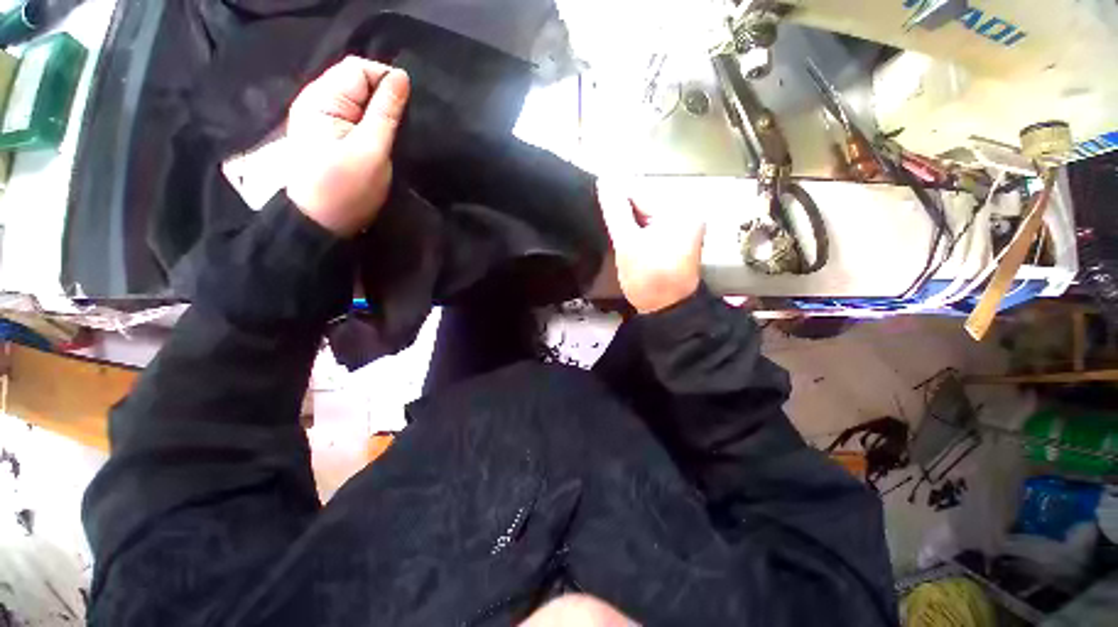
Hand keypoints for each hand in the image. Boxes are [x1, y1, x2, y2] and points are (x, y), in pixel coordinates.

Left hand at [286, 56, 410, 236]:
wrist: (320, 224)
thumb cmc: (345, 190)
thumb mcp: (372, 150)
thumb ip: (386, 112)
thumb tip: (402, 77)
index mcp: (322, 99)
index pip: (358, 68)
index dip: (386, 79)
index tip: (408, 107)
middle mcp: (318, 101)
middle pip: (357, 82)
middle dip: (384, 97)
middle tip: (404, 124)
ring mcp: (322, 119)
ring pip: (358, 100)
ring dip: (380, 112)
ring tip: (397, 132)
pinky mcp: (330, 135)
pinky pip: (355, 116)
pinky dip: (372, 123)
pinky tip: (384, 138)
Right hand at [597, 180, 704, 313]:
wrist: (667, 311)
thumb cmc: (648, 279)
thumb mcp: (627, 244)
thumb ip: (615, 211)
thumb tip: (605, 181)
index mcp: (679, 211)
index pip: (639, 192)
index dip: (617, 205)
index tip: (609, 224)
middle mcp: (687, 213)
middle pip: (644, 203)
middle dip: (626, 218)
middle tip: (621, 242)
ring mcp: (685, 226)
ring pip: (647, 216)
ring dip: (632, 226)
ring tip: (628, 247)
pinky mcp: (680, 238)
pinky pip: (653, 227)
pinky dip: (641, 234)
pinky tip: (636, 248)